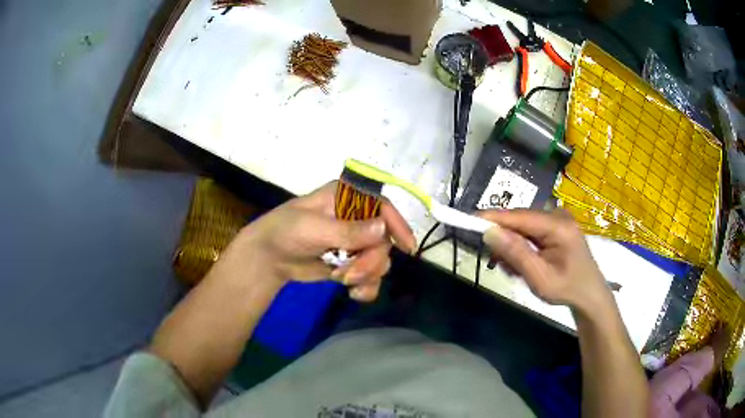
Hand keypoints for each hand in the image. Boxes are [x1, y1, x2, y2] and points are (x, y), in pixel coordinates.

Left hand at [224, 182, 415, 301]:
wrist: (269, 257)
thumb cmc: (286, 231)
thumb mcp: (314, 228)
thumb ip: (348, 231)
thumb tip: (382, 228)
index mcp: (348, 198)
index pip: (382, 207)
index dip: (398, 225)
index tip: (407, 247)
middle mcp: (356, 217)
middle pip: (383, 239)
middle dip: (370, 261)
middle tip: (350, 275)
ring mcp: (355, 242)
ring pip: (379, 259)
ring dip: (367, 274)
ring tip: (344, 281)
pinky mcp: (350, 262)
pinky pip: (371, 275)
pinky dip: (367, 286)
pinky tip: (354, 293)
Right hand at [479, 209, 611, 314]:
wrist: (589, 294)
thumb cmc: (566, 289)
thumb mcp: (539, 278)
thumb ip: (516, 254)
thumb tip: (489, 231)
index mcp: (558, 226)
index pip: (519, 216)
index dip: (493, 217)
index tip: (468, 219)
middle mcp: (558, 216)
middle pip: (520, 220)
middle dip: (504, 239)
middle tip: (497, 264)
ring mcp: (559, 220)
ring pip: (524, 226)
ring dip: (513, 246)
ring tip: (515, 270)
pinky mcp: (557, 226)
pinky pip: (532, 231)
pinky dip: (522, 246)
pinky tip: (525, 263)